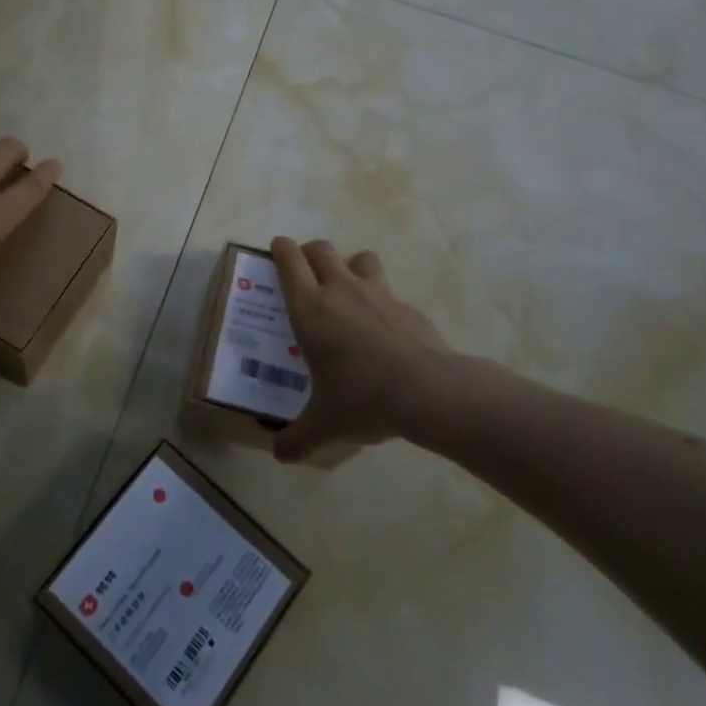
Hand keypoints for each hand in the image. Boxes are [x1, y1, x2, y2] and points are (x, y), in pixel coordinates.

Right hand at [268, 237, 453, 462]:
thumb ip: (297, 438)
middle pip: (321, 249)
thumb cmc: (361, 398)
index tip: (277, 253)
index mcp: (310, 307)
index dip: (281, 250)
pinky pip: (388, 292)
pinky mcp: (407, 306)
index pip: (289, 259)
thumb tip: (279, 456)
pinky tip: (384, 330)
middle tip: (307, 274)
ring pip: (359, 258)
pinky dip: (381, 301)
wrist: (427, 390)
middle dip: (310, 253)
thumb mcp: (323, 424)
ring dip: (350, 266)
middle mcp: (340, 289)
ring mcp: (377, 293)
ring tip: (349, 292)